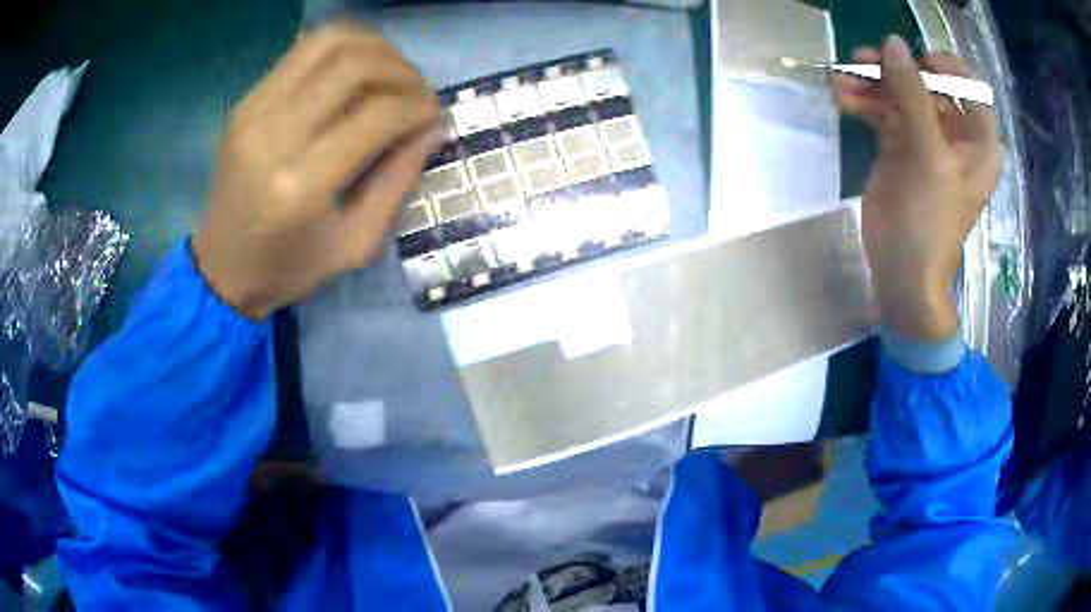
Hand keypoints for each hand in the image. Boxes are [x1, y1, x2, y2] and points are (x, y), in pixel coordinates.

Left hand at [192, 22, 439, 319]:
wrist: (221, 267)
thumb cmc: (289, 267)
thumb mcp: (355, 245)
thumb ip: (398, 182)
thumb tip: (432, 128)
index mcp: (301, 186)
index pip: (375, 115)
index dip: (417, 107)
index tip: (433, 116)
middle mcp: (272, 136)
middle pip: (353, 65)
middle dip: (401, 71)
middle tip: (416, 92)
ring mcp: (253, 112)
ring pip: (328, 42)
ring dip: (374, 49)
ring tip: (392, 73)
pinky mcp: (246, 102)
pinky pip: (302, 51)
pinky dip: (342, 50)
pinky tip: (357, 72)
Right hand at [832, 35, 999, 341]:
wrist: (902, 272)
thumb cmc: (930, 221)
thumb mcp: (929, 156)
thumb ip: (914, 96)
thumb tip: (893, 43)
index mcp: (976, 142)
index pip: (968, 87)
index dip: (945, 67)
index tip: (916, 62)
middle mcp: (953, 135)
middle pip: (927, 85)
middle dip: (896, 71)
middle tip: (863, 61)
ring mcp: (924, 140)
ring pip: (900, 95)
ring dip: (872, 83)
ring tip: (842, 78)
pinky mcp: (898, 147)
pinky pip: (882, 112)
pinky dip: (863, 102)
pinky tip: (842, 98)